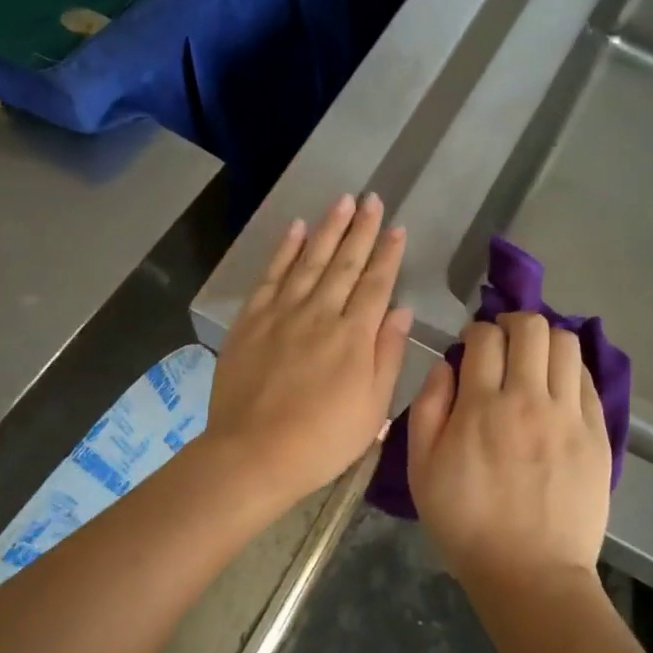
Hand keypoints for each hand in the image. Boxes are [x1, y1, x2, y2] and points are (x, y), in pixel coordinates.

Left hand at [205, 194, 411, 505]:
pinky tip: (295, 229)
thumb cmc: (323, 440)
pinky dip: (284, 250)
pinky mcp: (251, 320)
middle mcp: (320, 313)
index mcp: (354, 335)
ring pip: (309, 260)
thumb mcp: (373, 407)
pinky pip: (271, 275)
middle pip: (344, 263)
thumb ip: (387, 354)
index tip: (397, 228)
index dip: (388, 254)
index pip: (376, 284)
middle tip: (372, 199)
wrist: (254, 453)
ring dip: (327, 229)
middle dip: (361, 229)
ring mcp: (282, 313)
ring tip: (342, 201)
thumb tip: (401, 311)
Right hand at [407, 313, 610, 591]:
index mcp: (481, 407)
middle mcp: (529, 399)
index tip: (471, 346)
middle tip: (504, 343)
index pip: (484, 337)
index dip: (475, 332)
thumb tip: (445, 366)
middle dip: (513, 323)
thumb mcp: (421, 470)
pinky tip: (557, 388)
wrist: (530, 573)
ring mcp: (569, 416)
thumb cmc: (465, 524)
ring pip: (567, 345)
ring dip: (546, 341)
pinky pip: (588, 380)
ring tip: (534, 361)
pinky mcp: (598, 435)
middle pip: (532, 328)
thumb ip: (428, 408)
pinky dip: (570, 371)